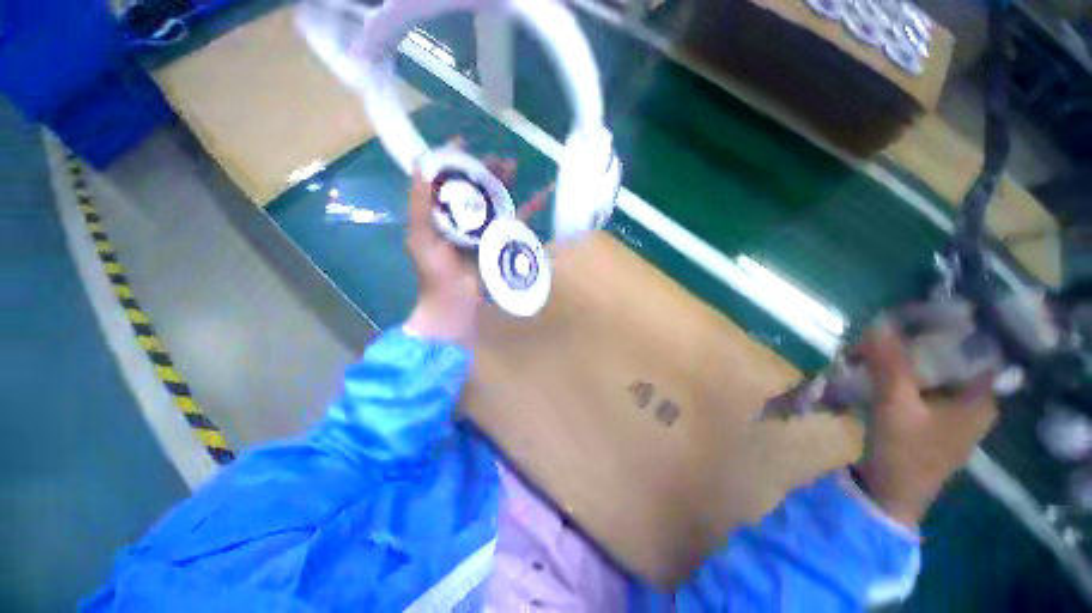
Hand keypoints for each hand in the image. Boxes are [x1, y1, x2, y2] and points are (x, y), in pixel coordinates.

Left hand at [403, 143, 551, 345]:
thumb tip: (421, 165)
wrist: (455, 302)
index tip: (466, 141)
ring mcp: (485, 228)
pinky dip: (530, 209)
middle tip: (500, 157)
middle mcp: (464, 216)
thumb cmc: (434, 271)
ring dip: (507, 183)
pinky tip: (542, 196)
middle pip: (477, 186)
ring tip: (515, 166)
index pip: (448, 178)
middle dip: (487, 169)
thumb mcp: (420, 236)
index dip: (455, 159)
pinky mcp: (501, 240)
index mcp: (442, 212)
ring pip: (497, 199)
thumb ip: (419, 204)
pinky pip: (517, 221)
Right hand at [854, 322, 998, 526]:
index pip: (973, 349)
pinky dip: (898, 377)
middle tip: (880, 336)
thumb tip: (879, 323)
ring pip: (930, 373)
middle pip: (949, 360)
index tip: (912, 315)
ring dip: (901, 361)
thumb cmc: (904, 453)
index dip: (947, 329)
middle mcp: (972, 403)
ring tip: (869, 353)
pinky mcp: (930, 421)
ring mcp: (951, 413)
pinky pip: (918, 387)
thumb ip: (890, 365)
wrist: (890, 496)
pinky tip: (874, 372)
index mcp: (980, 399)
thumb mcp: (896, 406)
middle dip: (914, 345)